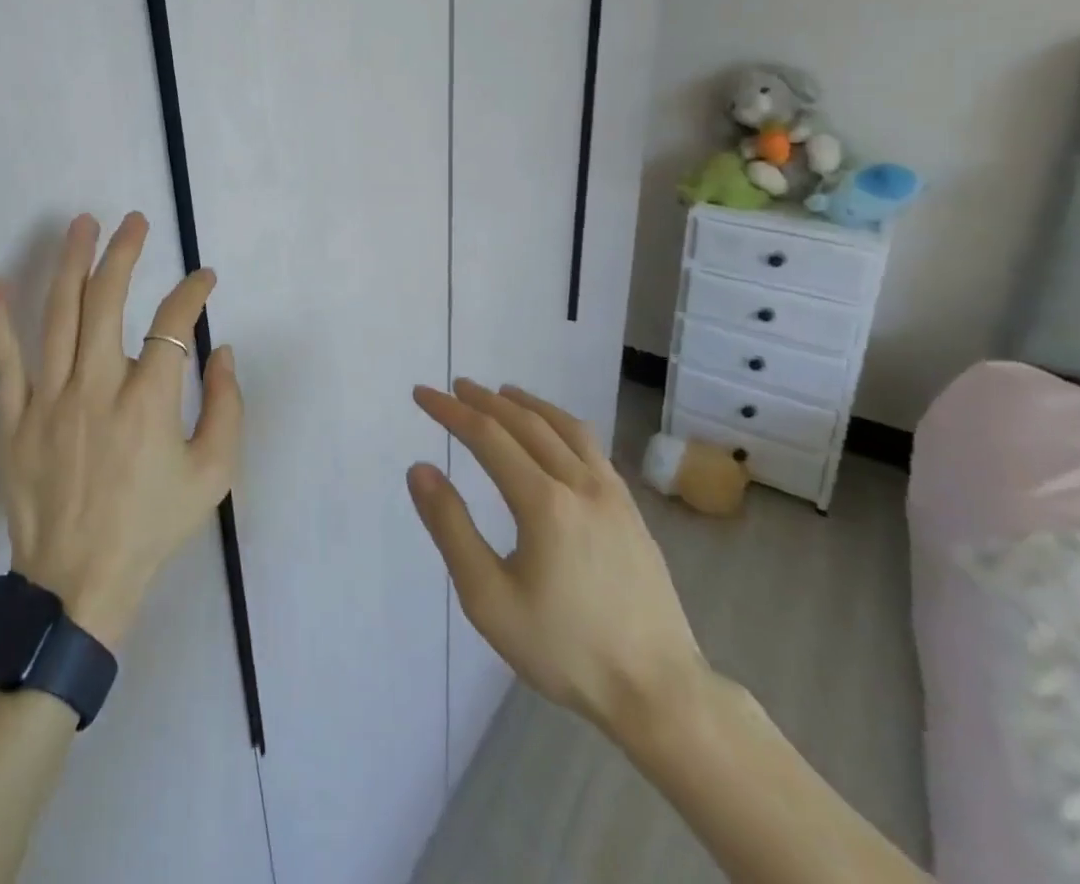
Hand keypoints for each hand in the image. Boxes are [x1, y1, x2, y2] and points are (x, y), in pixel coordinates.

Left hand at [0, 212, 240, 649]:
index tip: (204, 277)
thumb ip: (227, 407)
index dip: (192, 292)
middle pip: (107, 302)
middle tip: (134, 221)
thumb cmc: (152, 526)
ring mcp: (49, 401)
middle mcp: (97, 388)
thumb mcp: (213, 475)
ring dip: (70, 264)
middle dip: (124, 253)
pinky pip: (2, 364)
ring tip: (80, 224)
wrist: (79, 583)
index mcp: (148, 402)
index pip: (173, 324)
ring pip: (58, 317)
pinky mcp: (14, 420)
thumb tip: (221, 350)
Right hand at [407, 380, 706, 743]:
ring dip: (527, 404)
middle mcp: (579, 483)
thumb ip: (451, 528)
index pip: (486, 435)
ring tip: (502, 393)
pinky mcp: (631, 510)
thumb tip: (420, 469)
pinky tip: (555, 434)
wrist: (660, 693)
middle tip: (455, 387)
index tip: (423, 394)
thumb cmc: (565, 649)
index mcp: (543, 502)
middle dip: (485, 400)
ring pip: (564, 427)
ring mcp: (612, 494)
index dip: (450, 410)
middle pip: (525, 422)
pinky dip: (561, 424)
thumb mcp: (489, 599)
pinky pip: (591, 447)